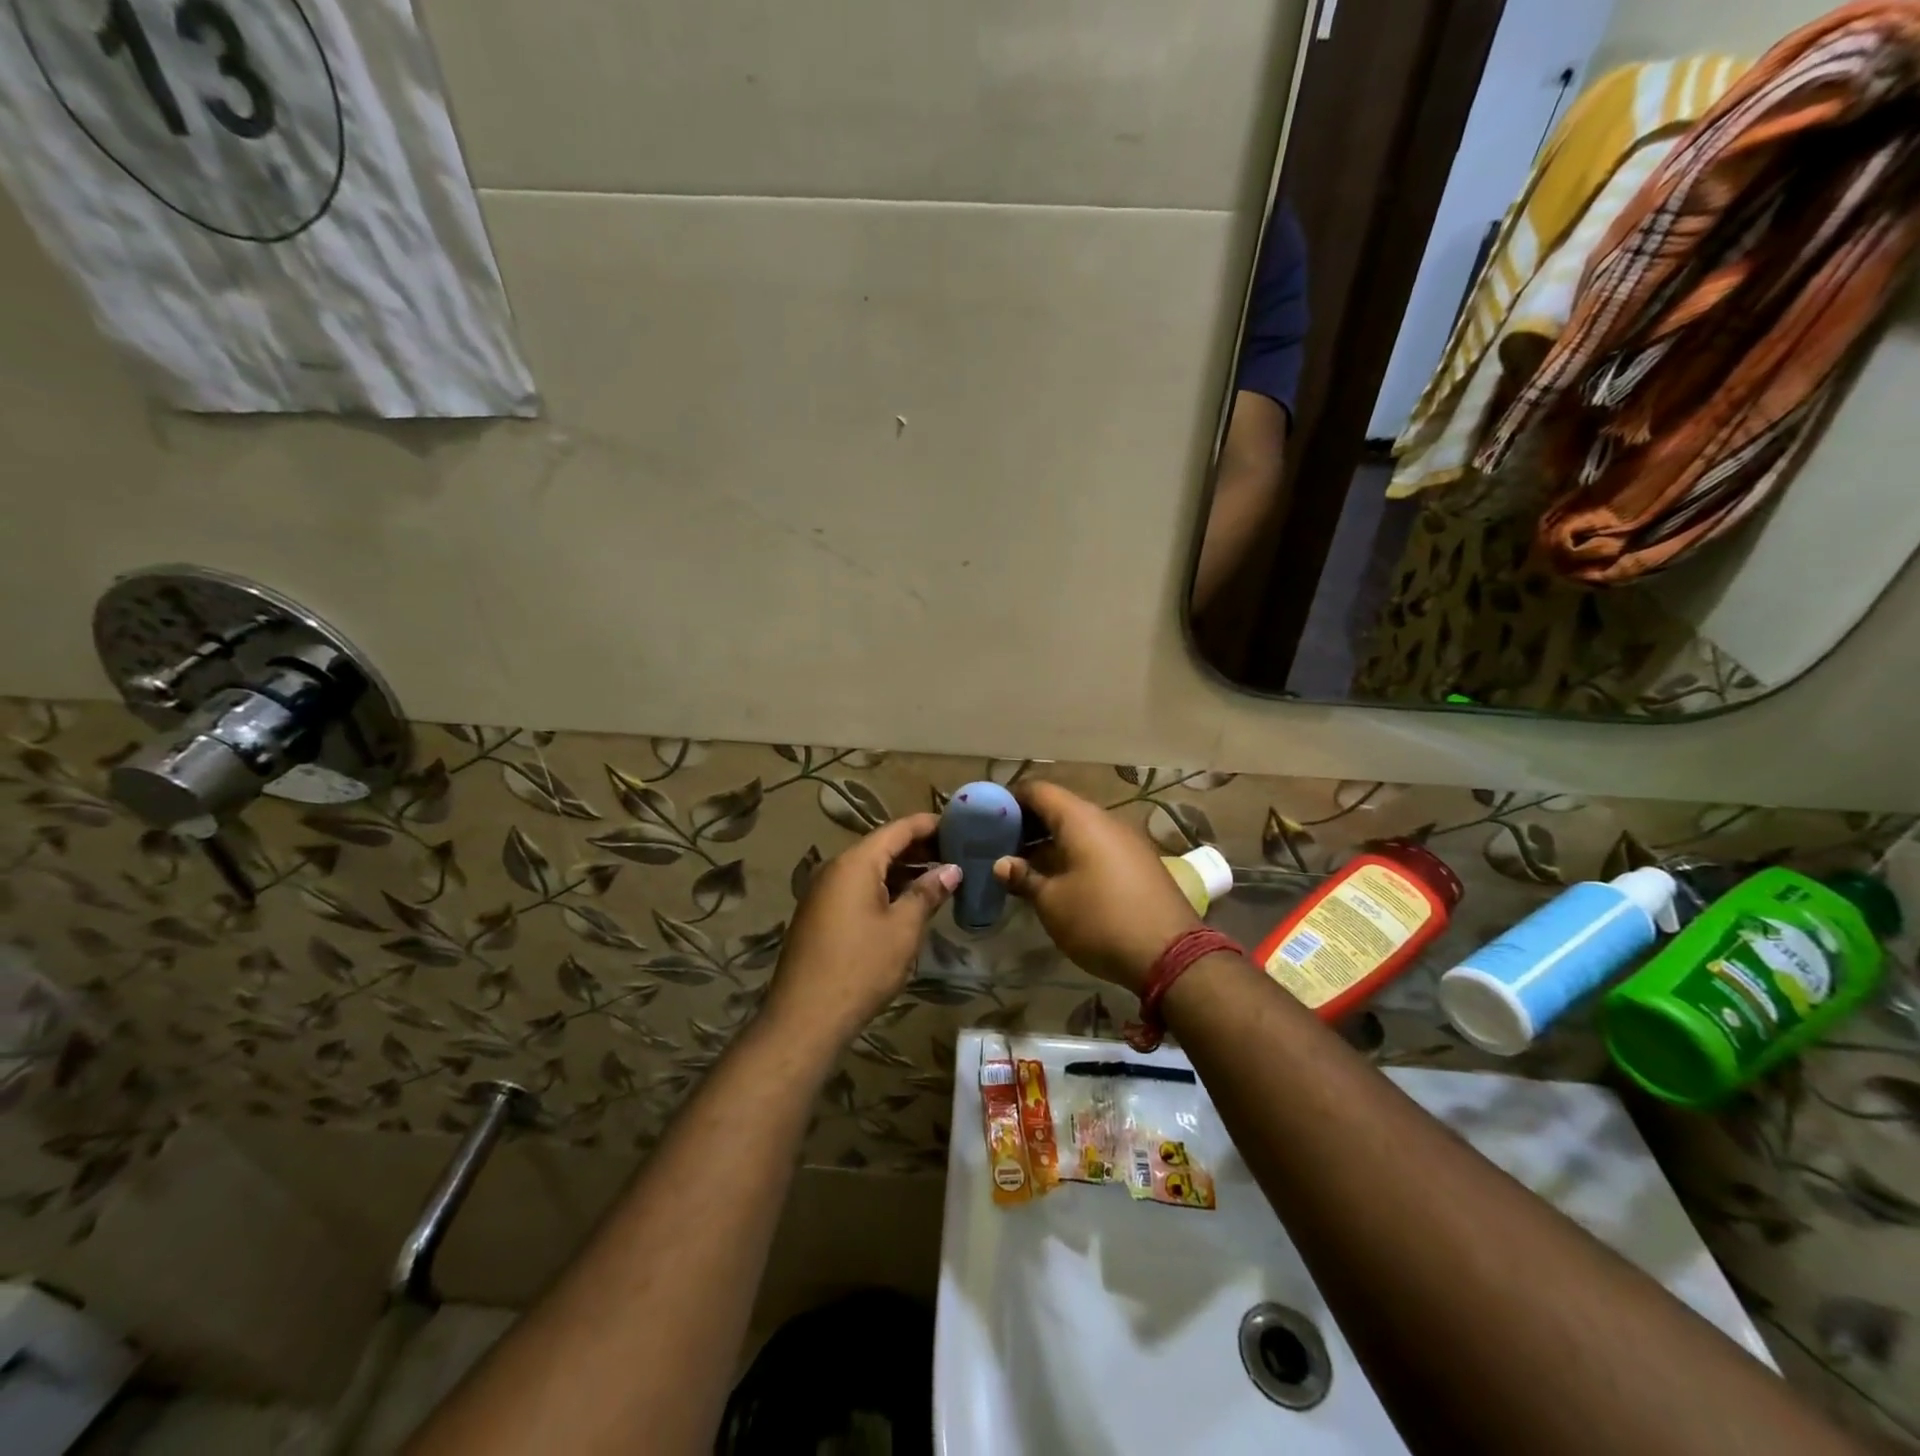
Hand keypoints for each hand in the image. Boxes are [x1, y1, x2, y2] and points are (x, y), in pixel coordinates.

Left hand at [764, 813, 960, 1044]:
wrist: (805, 1017)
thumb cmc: (861, 967)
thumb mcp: (903, 929)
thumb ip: (927, 893)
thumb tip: (952, 870)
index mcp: (855, 863)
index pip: (898, 829)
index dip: (929, 824)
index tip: (960, 824)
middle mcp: (835, 868)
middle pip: (882, 846)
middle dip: (919, 847)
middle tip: (956, 852)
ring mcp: (823, 892)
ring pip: (869, 868)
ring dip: (903, 870)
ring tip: (940, 876)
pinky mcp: (819, 914)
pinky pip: (857, 887)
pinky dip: (885, 887)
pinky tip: (908, 901)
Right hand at [992, 782, 1200, 994]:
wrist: (1171, 953)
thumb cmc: (1101, 920)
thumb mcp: (1052, 902)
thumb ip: (1024, 877)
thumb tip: (1002, 864)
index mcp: (1081, 819)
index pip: (1038, 790)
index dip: (1010, 799)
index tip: (988, 818)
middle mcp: (1105, 820)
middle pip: (1060, 807)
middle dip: (1028, 823)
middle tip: (1001, 845)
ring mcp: (1126, 840)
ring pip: (1079, 829)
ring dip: (1050, 841)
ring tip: (1024, 865)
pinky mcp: (1139, 862)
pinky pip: (1097, 845)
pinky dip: (1073, 853)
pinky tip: (1058, 879)